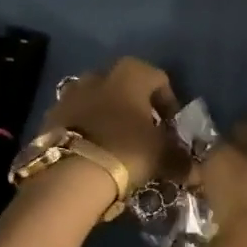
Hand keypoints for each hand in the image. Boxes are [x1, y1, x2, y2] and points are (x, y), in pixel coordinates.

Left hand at [42, 56, 179, 189]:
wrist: (70, 173)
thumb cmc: (126, 151)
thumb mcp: (162, 157)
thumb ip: (182, 160)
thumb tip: (196, 171)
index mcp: (131, 73)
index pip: (159, 80)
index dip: (169, 104)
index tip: (172, 129)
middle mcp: (99, 74)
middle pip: (125, 87)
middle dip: (137, 108)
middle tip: (145, 135)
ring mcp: (71, 93)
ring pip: (98, 101)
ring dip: (109, 117)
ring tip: (117, 145)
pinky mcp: (50, 116)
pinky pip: (76, 118)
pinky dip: (87, 130)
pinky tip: (93, 152)